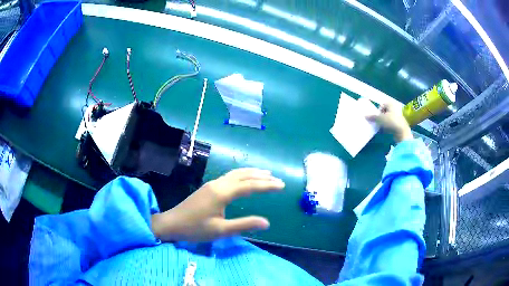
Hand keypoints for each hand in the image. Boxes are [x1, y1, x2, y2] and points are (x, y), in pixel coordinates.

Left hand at [151, 168, 284, 241]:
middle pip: (243, 175)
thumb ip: (244, 225)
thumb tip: (267, 223)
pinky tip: (244, 180)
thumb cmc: (195, 229)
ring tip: (265, 174)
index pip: (250, 186)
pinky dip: (242, 175)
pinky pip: (229, 176)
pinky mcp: (208, 187)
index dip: (267, 185)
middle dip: (261, 176)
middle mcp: (218, 184)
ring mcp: (212, 184)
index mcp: (222, 193)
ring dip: (251, 173)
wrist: (172, 223)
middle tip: (277, 179)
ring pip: (235, 174)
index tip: (281, 185)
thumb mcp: (221, 230)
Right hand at [367, 103, 412, 142]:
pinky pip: (390, 124)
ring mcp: (397, 116)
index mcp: (390, 104)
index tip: (376, 116)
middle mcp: (394, 108)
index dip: (378, 110)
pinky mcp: (398, 124)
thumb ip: (372, 117)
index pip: (382, 105)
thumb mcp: (380, 119)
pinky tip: (384, 131)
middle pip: (384, 111)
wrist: (402, 132)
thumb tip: (365, 116)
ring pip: (387, 118)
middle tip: (377, 121)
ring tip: (380, 127)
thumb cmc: (391, 121)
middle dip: (380, 116)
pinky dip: (386, 127)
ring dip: (383, 122)